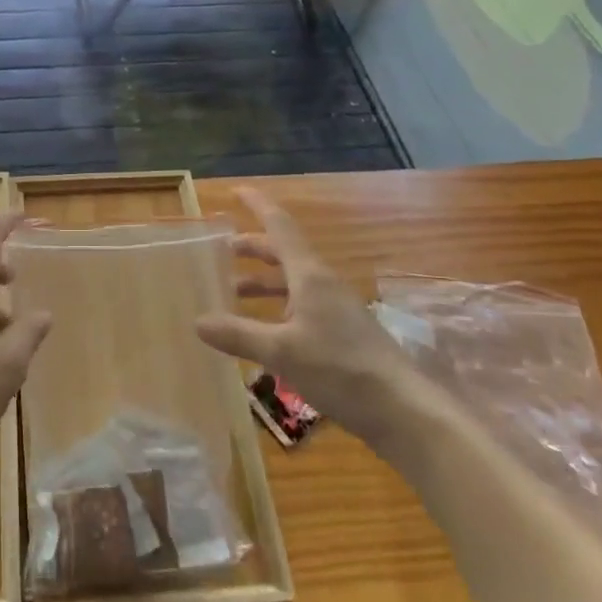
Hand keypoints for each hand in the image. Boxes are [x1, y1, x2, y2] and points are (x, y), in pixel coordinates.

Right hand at [196, 189, 441, 454]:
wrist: (403, 410)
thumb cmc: (340, 369)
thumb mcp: (281, 352)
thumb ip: (238, 334)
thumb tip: (198, 321)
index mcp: (309, 275)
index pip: (279, 226)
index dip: (258, 206)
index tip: (237, 190)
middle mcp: (322, 284)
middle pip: (284, 253)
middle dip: (253, 248)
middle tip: (222, 250)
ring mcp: (335, 309)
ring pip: (292, 282)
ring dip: (263, 281)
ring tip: (234, 292)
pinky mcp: (342, 333)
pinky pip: (301, 306)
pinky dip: (277, 307)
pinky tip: (264, 330)